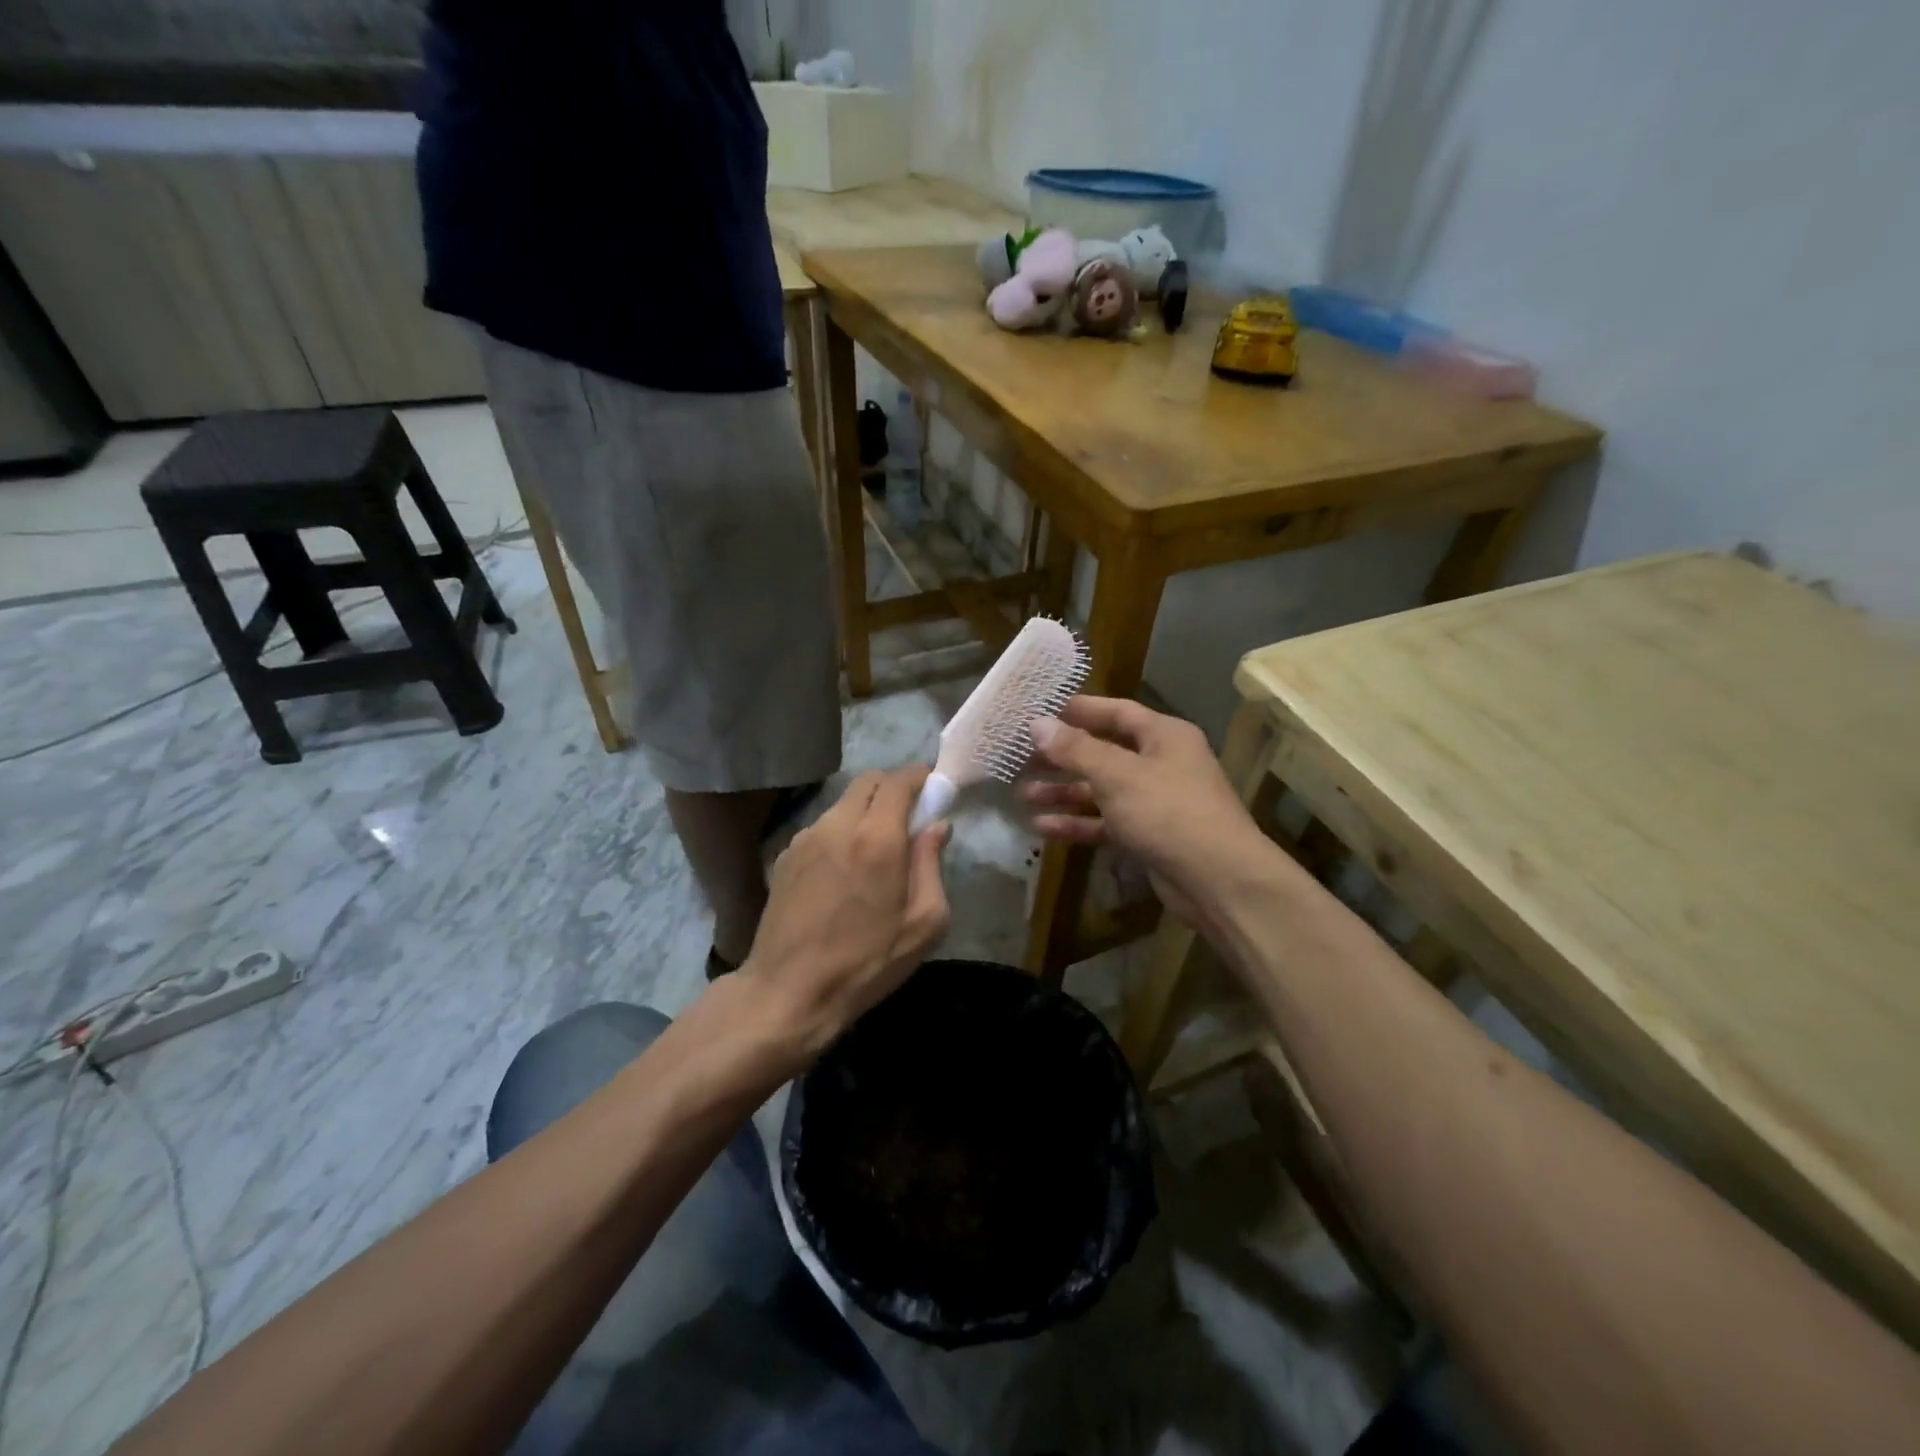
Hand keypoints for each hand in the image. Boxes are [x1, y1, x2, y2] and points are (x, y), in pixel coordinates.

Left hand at [741, 766, 950, 1060]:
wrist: (788, 991)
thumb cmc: (866, 962)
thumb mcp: (923, 924)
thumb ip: (932, 865)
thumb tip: (936, 826)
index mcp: (877, 838)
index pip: (900, 780)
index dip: (920, 777)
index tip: (933, 790)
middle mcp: (838, 824)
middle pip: (869, 781)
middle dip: (893, 788)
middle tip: (909, 818)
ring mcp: (806, 837)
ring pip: (843, 802)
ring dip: (865, 810)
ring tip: (875, 849)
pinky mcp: (785, 854)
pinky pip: (822, 826)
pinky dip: (841, 830)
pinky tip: (843, 870)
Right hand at [1020, 696, 1274, 928]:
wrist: (1219, 881)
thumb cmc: (1169, 812)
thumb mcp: (1118, 775)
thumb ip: (1076, 749)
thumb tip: (1037, 723)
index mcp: (1163, 736)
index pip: (1115, 712)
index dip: (1078, 710)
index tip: (1040, 710)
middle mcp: (1160, 763)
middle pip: (1103, 752)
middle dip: (1063, 756)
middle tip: (1021, 757)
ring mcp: (1154, 802)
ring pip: (1101, 790)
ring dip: (1064, 792)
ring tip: (1023, 794)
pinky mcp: (1147, 836)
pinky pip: (1105, 822)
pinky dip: (1078, 823)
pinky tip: (1042, 827)